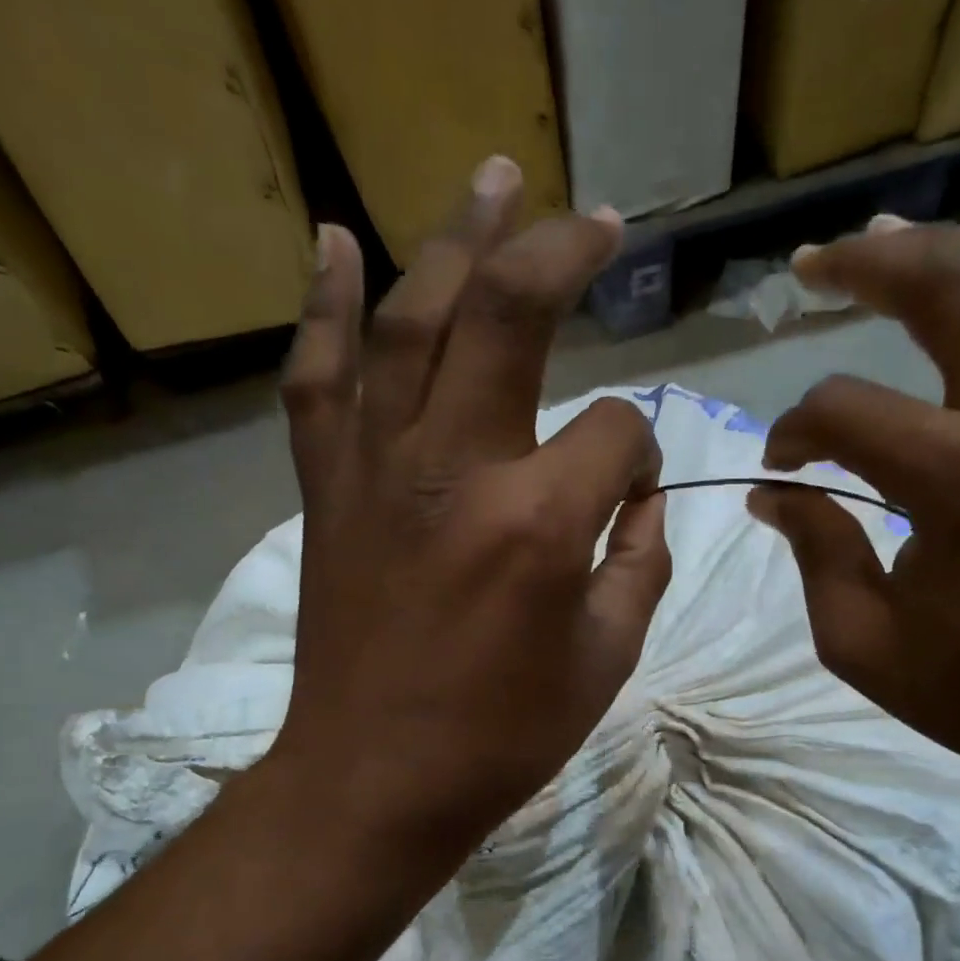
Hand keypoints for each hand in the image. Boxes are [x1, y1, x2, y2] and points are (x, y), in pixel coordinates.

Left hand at [267, 159, 670, 878]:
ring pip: (413, 320)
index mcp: (541, 522)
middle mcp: (457, 468)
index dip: (640, 454)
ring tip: (494, 179)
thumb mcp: (607, 659)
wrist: (374, 780)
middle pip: (511, 317)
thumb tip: (638, 501)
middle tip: (600, 222)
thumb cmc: (502, 736)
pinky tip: (339, 243)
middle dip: (564, 256)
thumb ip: (639, 564)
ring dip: (458, 241)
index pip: (617, 432)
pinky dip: (326, 307)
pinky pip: (319, 380)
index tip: (631, 496)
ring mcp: (379, 469)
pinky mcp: (329, 490)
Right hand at [749, 221, 959, 795]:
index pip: (846, 410)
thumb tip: (774, 493)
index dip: (795, 430)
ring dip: (957, 248)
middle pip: (949, 286)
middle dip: (867, 263)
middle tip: (813, 263)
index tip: (780, 468)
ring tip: (899, 242)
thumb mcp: (862, 642)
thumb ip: (814, 551)